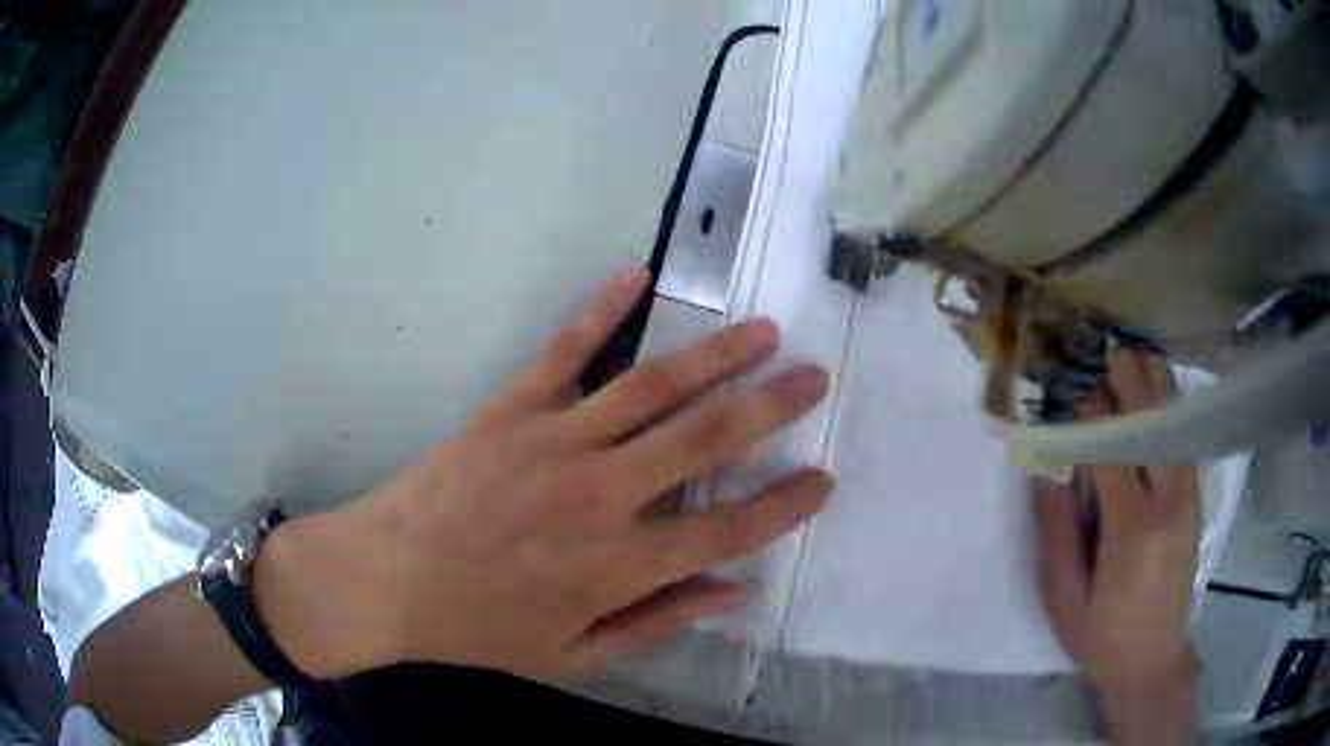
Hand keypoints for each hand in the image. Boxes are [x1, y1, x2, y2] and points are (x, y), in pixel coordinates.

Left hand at [256, 266, 832, 681]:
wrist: (389, 579)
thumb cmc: (481, 627)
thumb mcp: (575, 652)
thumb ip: (659, 620)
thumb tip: (734, 591)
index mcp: (620, 564)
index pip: (730, 528)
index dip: (786, 505)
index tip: (824, 479)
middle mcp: (602, 495)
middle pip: (707, 440)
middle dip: (773, 408)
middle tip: (817, 379)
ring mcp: (555, 441)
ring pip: (654, 386)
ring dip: (717, 355)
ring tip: (765, 330)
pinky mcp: (513, 408)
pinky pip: (567, 349)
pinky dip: (603, 308)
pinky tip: (638, 274)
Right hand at [1033, 350, 1200, 740]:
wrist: (1153, 660)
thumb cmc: (1101, 635)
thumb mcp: (1064, 595)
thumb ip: (1056, 531)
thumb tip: (1046, 469)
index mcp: (1132, 529)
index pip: (1112, 452)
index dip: (1090, 418)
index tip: (1071, 391)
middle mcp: (1168, 503)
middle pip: (1151, 428)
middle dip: (1129, 386)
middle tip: (1107, 353)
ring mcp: (1188, 500)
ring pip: (1174, 429)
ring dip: (1155, 390)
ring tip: (1136, 356)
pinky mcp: (1195, 503)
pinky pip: (1186, 444)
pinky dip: (1174, 412)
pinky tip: (1164, 391)